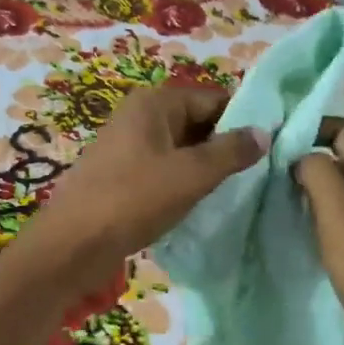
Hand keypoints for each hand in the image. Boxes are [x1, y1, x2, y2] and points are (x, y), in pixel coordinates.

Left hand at [23, 86, 267, 292]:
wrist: (71, 245)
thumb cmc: (132, 200)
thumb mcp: (190, 175)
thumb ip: (231, 152)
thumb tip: (264, 132)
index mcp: (155, 102)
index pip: (214, 99)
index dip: (244, 120)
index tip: (273, 146)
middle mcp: (140, 114)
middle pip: (198, 121)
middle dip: (226, 145)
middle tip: (259, 172)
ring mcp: (129, 144)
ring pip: (183, 147)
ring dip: (206, 166)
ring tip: (236, 189)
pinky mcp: (123, 172)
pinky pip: (165, 166)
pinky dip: (184, 179)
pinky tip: (202, 202)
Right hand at [295, 119, 343, 344]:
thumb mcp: (340, 215)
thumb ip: (319, 174)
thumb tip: (302, 156)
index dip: (313, 130)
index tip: (276, 144)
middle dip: (309, 159)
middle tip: (269, 171)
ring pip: (342, 192)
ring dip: (312, 190)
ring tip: (276, 196)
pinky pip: (343, 221)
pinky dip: (321, 217)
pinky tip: (299, 229)